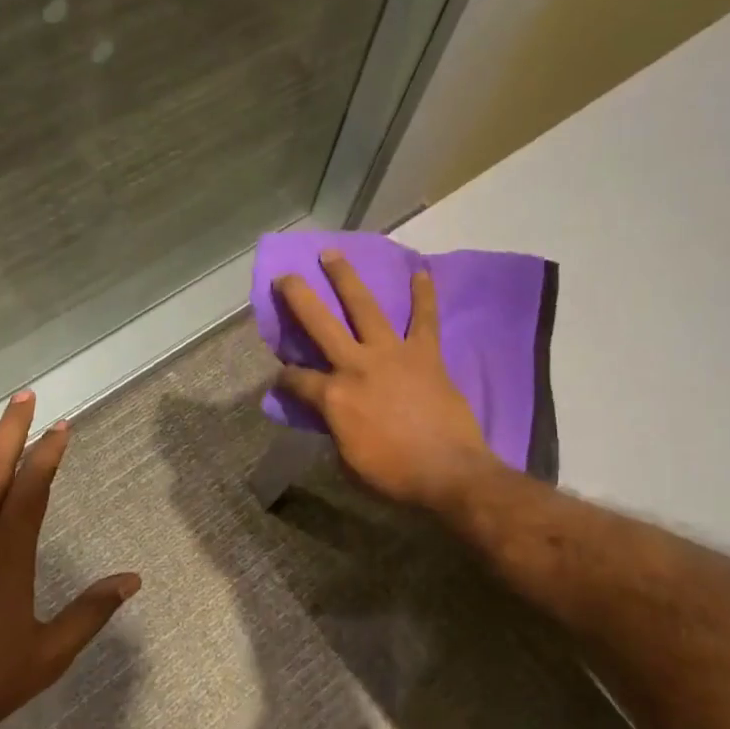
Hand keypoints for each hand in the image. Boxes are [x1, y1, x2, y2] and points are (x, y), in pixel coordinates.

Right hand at [274, 250, 500, 513]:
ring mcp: (391, 354)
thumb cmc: (392, 475)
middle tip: (285, 276)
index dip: (285, 378)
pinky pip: (424, 319)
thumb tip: (331, 416)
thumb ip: (334, 429)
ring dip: (346, 278)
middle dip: (298, 297)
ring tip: (332, 254)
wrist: (447, 473)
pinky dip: (424, 296)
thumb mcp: (347, 460)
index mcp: (333, 396)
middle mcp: (356, 365)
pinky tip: (421, 272)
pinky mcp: (425, 354)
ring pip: (364, 306)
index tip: (282, 378)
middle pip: (320, 323)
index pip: (297, 379)